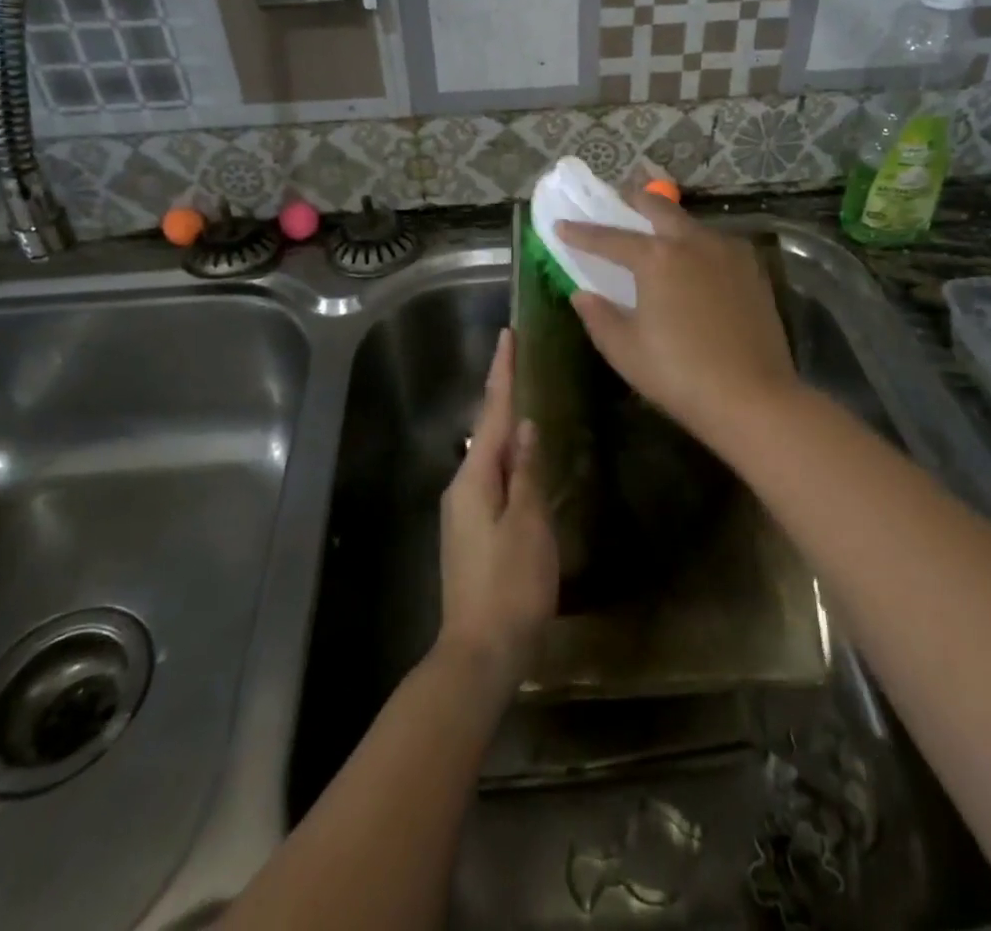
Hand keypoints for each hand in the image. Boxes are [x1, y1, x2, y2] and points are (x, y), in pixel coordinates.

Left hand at [437, 328, 558, 693]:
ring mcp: (463, 510)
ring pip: (489, 455)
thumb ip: (527, 472)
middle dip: (503, 394)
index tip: (507, 336)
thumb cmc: (510, 586)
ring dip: (506, 427)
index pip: (492, 412)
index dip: (502, 373)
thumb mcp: (529, 525)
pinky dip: (508, 458)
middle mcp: (462, 486)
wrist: (478, 653)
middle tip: (522, 362)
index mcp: (475, 478)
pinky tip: (523, 460)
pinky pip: (491, 478)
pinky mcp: (471, 531)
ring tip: (527, 401)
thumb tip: (526, 426)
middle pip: (487, 430)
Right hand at [560, 193, 800, 448]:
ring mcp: (729, 253)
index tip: (561, 225)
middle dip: (632, 201)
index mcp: (656, 258)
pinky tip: (692, 261)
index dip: (582, 233)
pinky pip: (716, 243)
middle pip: (658, 208)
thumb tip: (583, 294)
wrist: (754, 398)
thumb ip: (599, 316)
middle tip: (616, 202)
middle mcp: (693, 242)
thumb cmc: (679, 374)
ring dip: (667, 221)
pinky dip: (695, 242)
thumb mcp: (625, 350)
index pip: (609, 238)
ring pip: (691, 223)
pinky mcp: (753, 270)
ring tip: (653, 232)